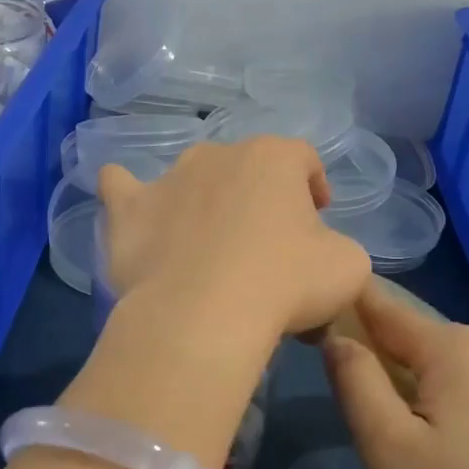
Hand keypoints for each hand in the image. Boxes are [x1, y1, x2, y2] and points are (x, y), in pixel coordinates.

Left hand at [98, 139, 370, 339]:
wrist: (204, 314)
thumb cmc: (286, 283)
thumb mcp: (346, 266)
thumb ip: (337, 247)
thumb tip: (319, 253)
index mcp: (274, 157)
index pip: (303, 159)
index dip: (313, 186)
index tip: (317, 219)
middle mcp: (218, 154)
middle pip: (245, 169)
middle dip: (257, 198)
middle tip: (264, 245)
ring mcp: (168, 178)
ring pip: (190, 178)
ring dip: (203, 201)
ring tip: (207, 246)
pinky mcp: (128, 209)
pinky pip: (121, 187)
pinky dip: (128, 195)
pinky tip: (131, 208)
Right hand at [322, 282, 468, 468]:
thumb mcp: (388, 449)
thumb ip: (355, 380)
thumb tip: (338, 337)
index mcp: (461, 346)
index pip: (386, 308)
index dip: (349, 310)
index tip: (320, 323)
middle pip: (424, 342)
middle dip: (390, 366)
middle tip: (373, 424)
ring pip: (459, 372)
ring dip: (429, 393)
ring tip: (421, 452)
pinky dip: (465, 412)